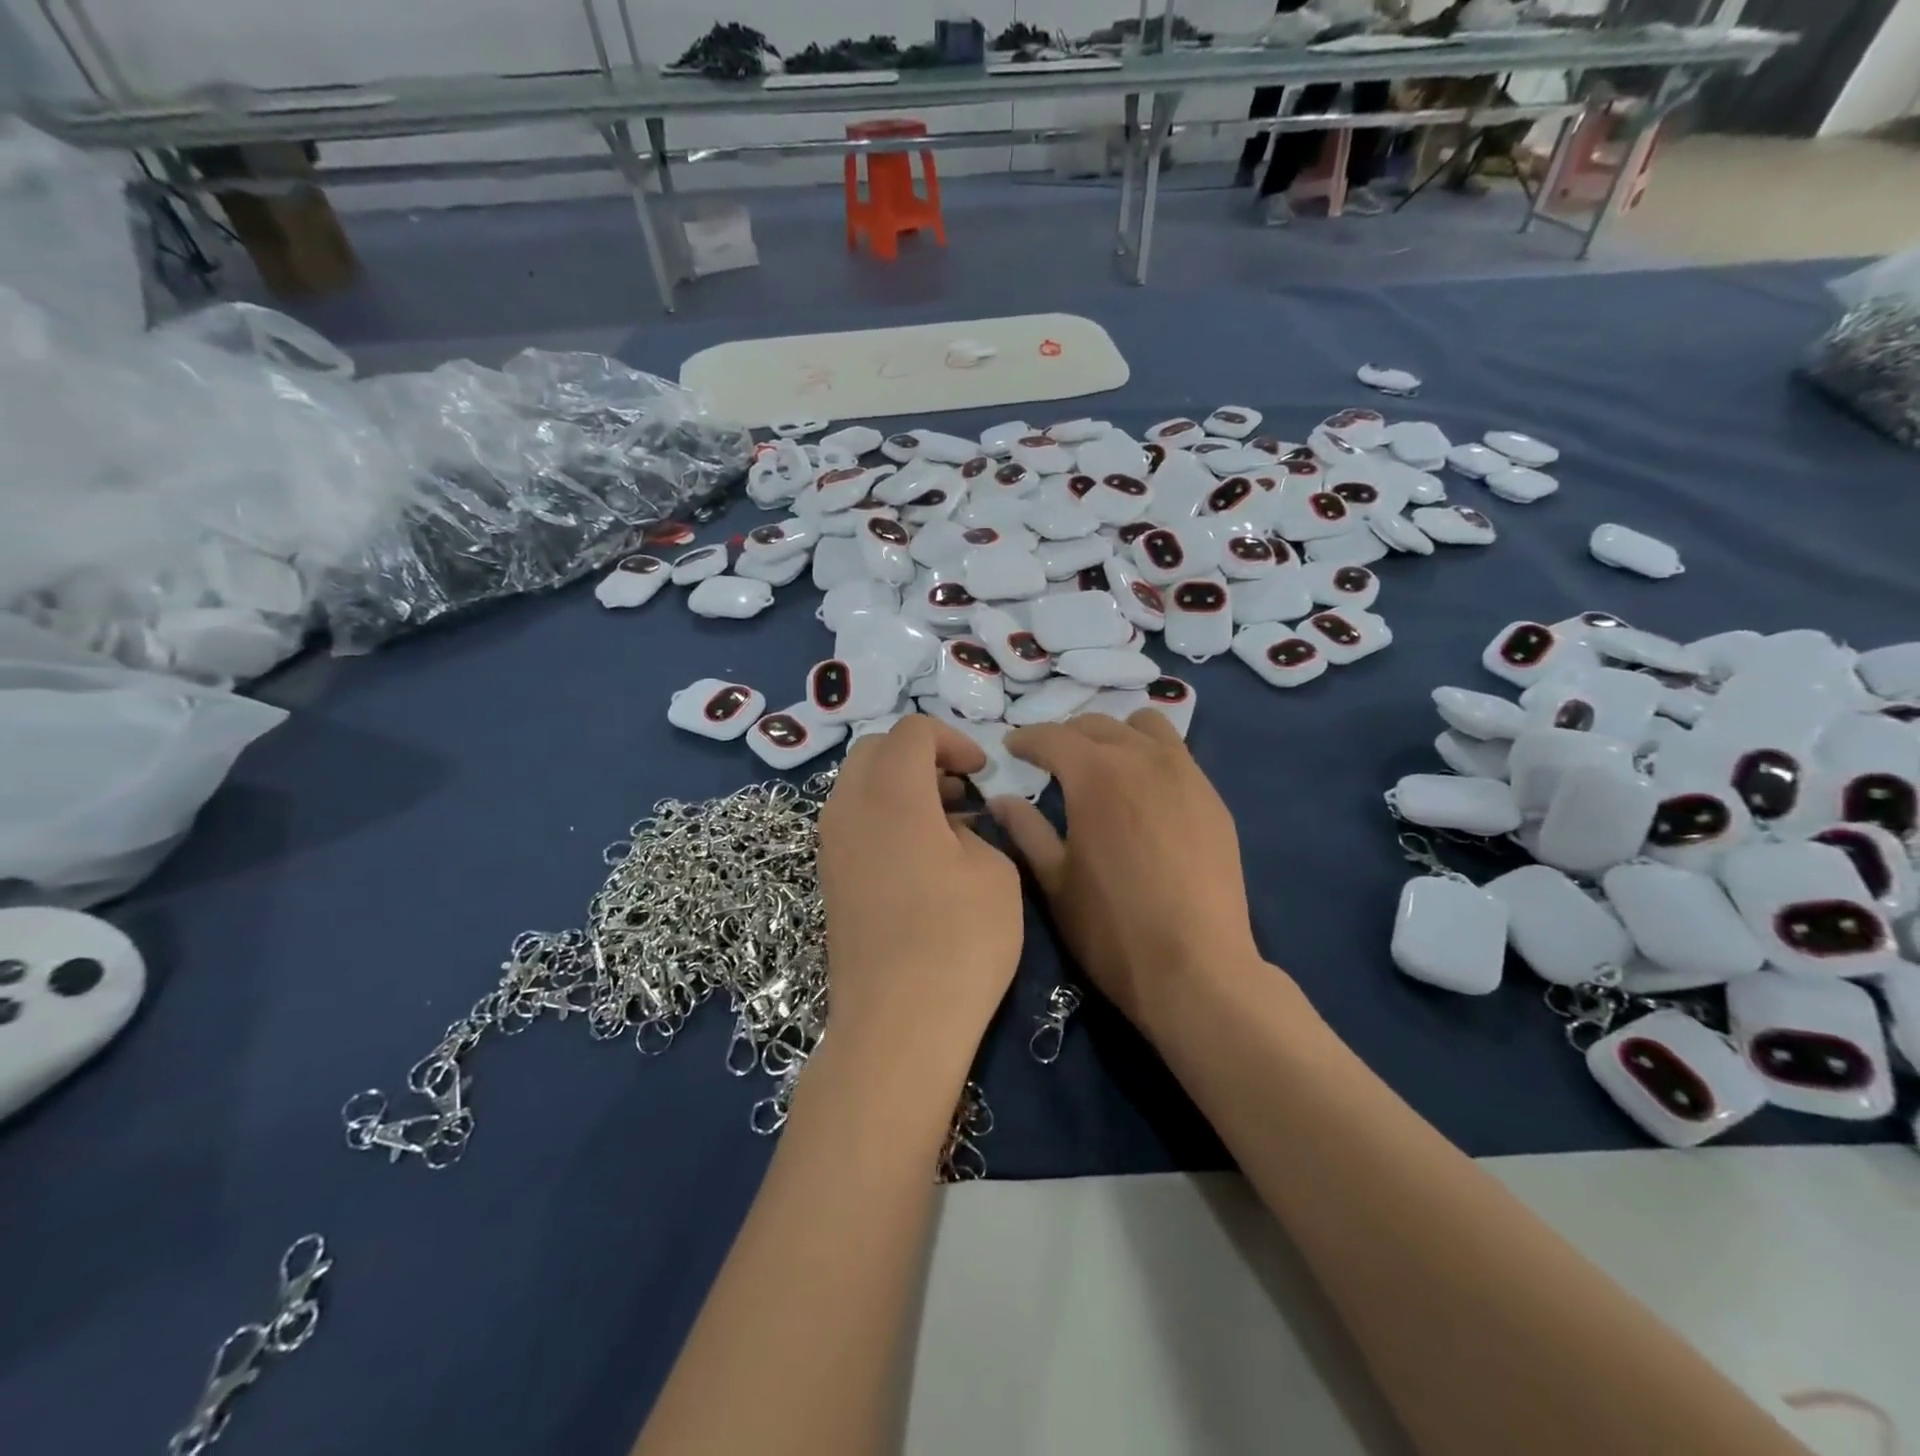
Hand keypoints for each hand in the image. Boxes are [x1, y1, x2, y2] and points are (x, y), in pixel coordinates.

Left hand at [818, 717, 1024, 1067]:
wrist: (897, 1024)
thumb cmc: (958, 941)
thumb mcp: (994, 871)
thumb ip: (974, 830)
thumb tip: (951, 826)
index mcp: (891, 793)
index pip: (912, 731)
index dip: (952, 739)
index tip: (981, 772)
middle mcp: (848, 807)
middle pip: (876, 750)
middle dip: (921, 755)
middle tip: (961, 788)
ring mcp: (831, 844)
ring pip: (859, 784)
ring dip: (901, 785)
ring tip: (946, 819)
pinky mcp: (829, 877)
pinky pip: (853, 819)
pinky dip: (884, 815)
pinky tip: (920, 853)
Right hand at [988, 712, 1262, 1029]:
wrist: (1197, 968)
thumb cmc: (1112, 928)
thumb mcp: (1055, 880)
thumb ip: (1026, 830)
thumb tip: (1002, 799)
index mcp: (1095, 774)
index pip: (1051, 737)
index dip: (1025, 739)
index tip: (1011, 749)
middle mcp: (1142, 758)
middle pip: (1097, 724)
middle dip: (1066, 736)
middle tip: (1050, 761)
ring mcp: (1185, 774)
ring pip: (1145, 727)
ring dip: (1115, 735)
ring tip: (1103, 764)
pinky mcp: (1212, 798)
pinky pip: (1176, 755)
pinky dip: (1150, 756)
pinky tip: (1143, 793)